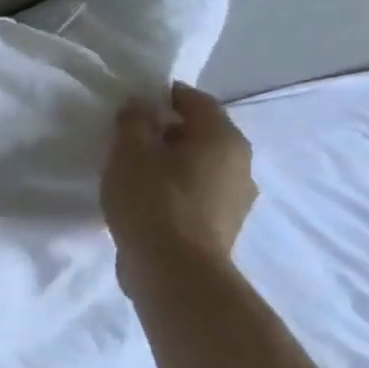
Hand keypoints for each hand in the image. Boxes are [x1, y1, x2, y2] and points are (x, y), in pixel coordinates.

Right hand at [102, 82, 257, 288]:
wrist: (175, 271)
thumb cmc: (152, 201)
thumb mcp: (130, 153)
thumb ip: (133, 122)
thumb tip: (140, 105)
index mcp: (222, 137)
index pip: (196, 101)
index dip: (164, 96)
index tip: (132, 105)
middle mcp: (240, 162)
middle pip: (200, 134)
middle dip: (167, 132)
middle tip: (128, 140)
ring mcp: (236, 198)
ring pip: (199, 167)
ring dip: (171, 165)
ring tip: (134, 175)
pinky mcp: (222, 227)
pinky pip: (196, 195)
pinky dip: (174, 191)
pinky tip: (147, 203)